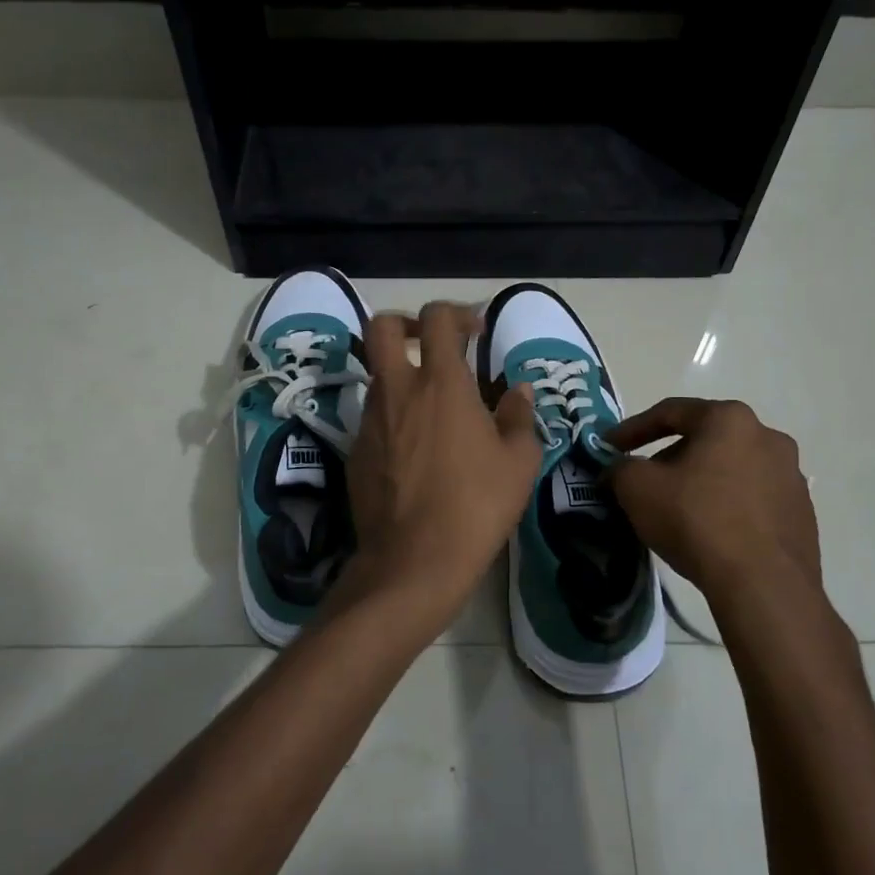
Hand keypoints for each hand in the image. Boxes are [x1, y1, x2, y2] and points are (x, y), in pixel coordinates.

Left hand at [343, 302, 543, 625]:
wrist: (413, 561)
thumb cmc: (476, 506)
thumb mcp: (519, 462)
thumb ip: (520, 417)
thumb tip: (518, 391)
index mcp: (441, 384)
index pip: (437, 319)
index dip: (456, 312)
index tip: (475, 330)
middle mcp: (398, 391)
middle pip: (382, 327)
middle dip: (406, 323)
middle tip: (433, 344)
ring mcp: (370, 421)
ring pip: (378, 376)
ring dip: (403, 376)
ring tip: (434, 409)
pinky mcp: (355, 451)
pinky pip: (374, 417)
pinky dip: (394, 417)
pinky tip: (416, 452)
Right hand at [605, 398, 824, 614]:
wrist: (763, 585)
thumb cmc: (696, 520)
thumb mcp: (637, 488)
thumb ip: (620, 468)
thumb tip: (619, 470)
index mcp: (729, 418)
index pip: (670, 412)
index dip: (632, 429)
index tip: (609, 448)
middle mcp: (768, 436)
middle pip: (704, 439)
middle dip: (669, 458)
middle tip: (643, 482)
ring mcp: (791, 476)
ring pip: (731, 469)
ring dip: (701, 482)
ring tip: (677, 510)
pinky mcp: (802, 513)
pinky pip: (753, 500)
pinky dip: (728, 507)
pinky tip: (710, 533)